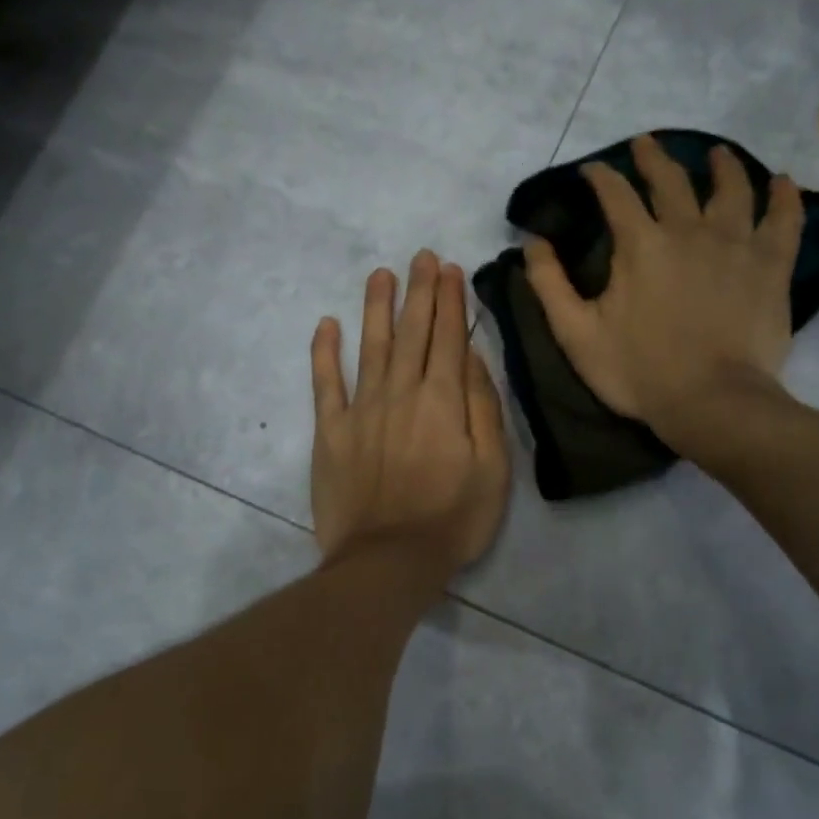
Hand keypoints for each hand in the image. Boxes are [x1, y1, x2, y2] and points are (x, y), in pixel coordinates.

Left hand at [311, 250, 510, 576]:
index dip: (448, 301)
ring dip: (377, 308)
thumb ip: (483, 408)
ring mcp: (361, 410)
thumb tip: (471, 358)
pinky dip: (325, 353)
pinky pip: (325, 384)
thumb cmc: (453, 519)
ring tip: (380, 275)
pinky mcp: (330, 432)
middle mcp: (401, 393)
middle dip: (418, 292)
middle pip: (412, 333)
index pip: (447, 338)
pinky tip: (327, 325)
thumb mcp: (493, 469)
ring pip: (372, 347)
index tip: (448, 269)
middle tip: (420, 258)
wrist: (388, 560)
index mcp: (443, 401)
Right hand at [524, 134, 804, 457]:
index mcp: (640, 245)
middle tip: (646, 144)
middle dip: (654, 158)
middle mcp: (689, 230)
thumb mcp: (576, 334)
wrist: (710, 402)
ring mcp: (736, 244)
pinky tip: (782, 183)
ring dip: (721, 166)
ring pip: (732, 188)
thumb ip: (549, 285)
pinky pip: (784, 220)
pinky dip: (784, 198)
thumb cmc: (638, 371)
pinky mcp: (771, 266)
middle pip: (671, 180)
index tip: (592, 170)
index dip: (601, 177)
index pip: (615, 194)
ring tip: (717, 154)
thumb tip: (532, 243)